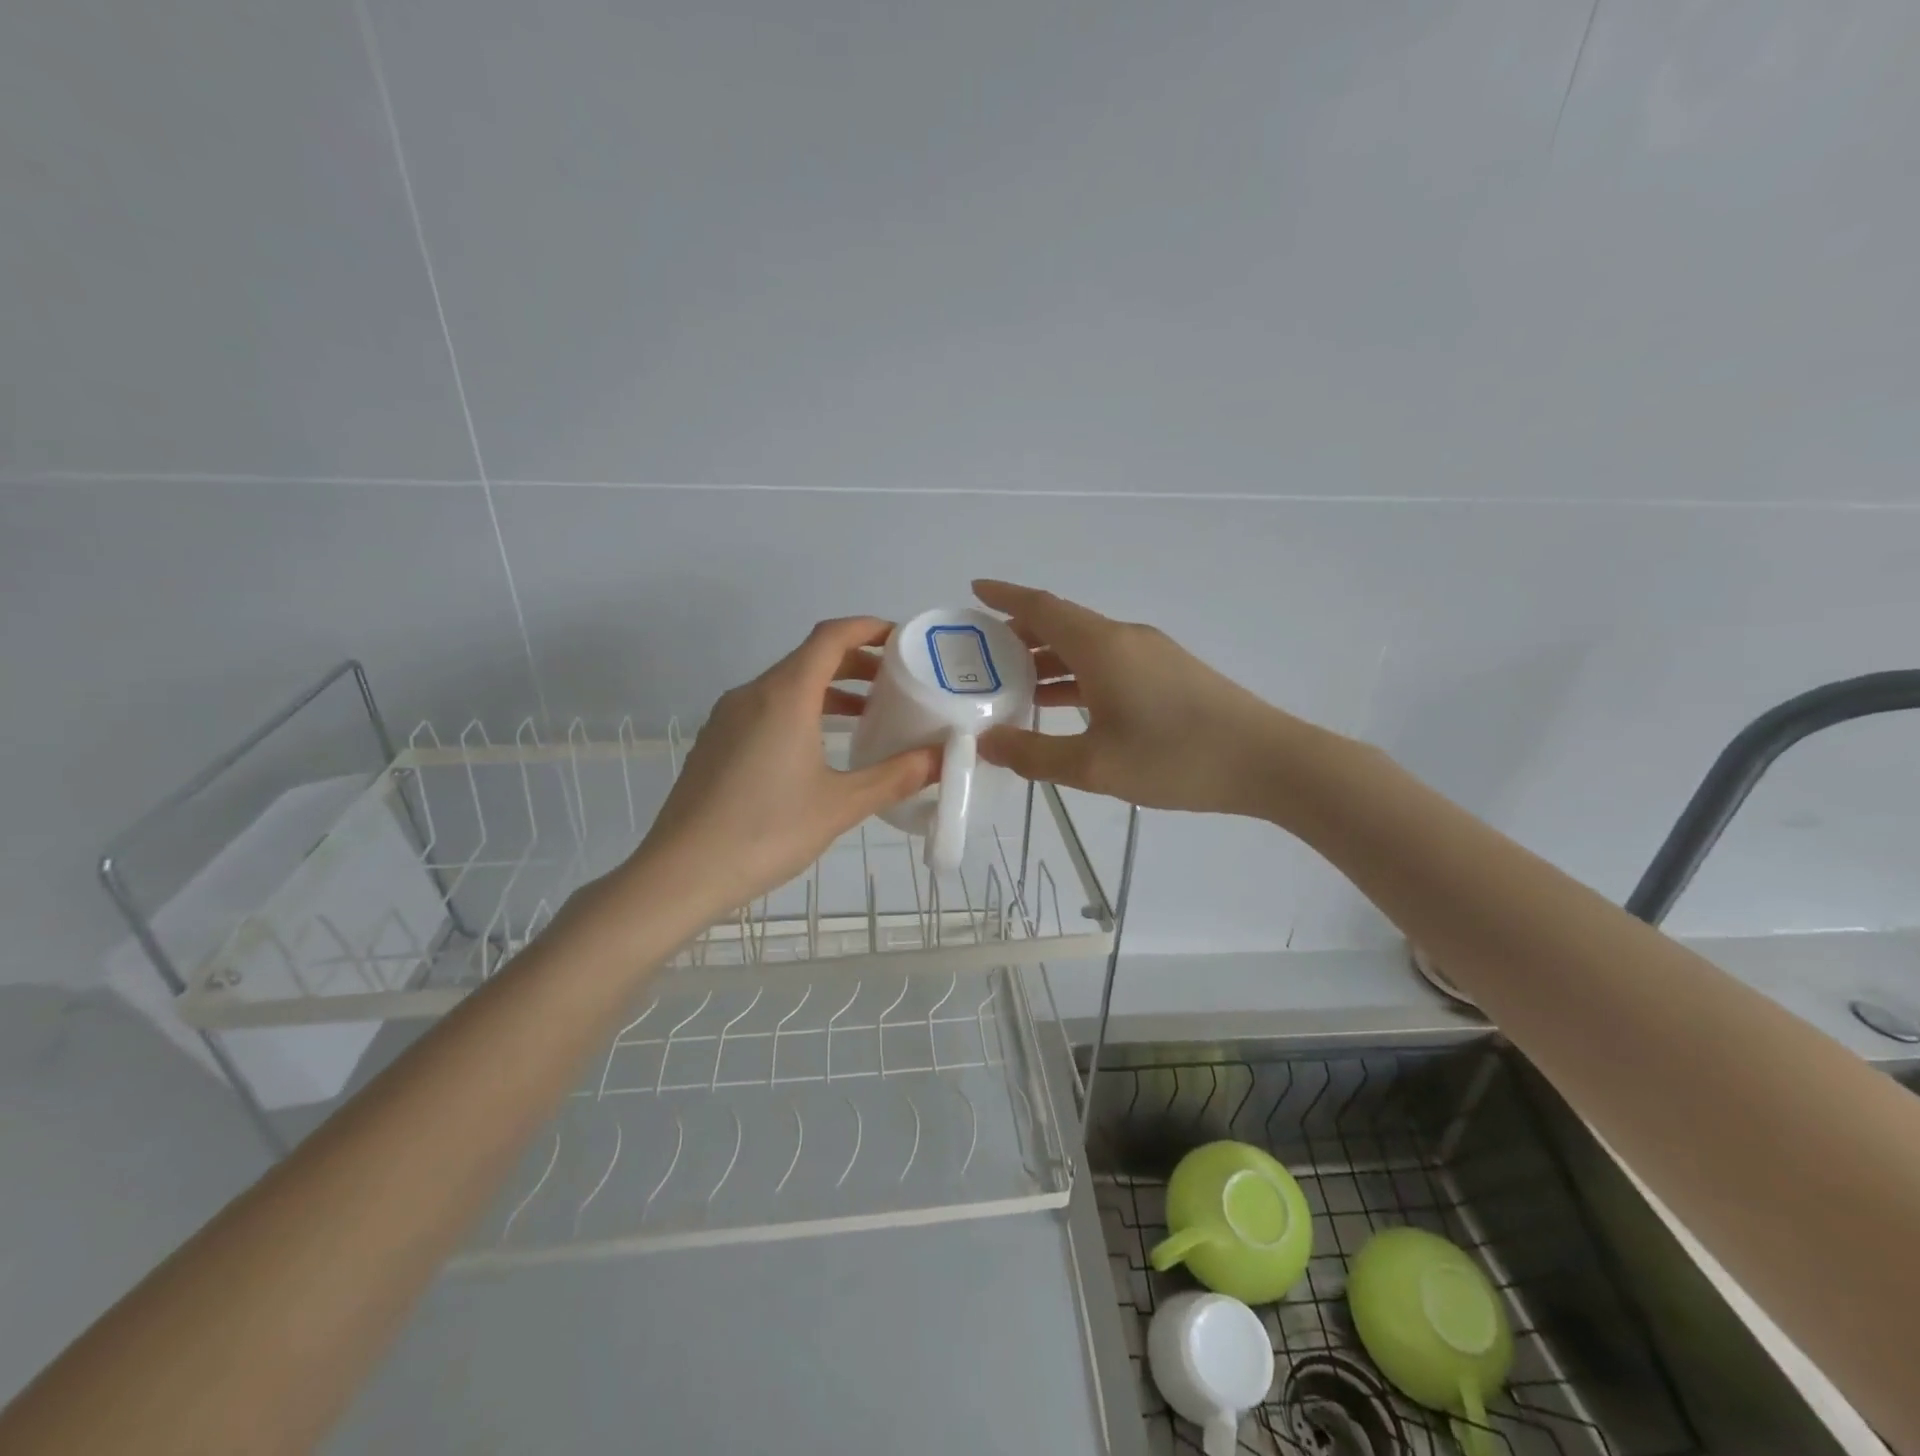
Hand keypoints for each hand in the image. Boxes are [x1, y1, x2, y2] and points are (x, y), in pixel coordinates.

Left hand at [622, 618, 938, 919]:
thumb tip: (942, 758)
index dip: (868, 629)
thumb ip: (895, 777)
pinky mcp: (714, 741)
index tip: (901, 639)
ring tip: (866, 716)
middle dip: (855, 663)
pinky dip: (801, 711)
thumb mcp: (840, 805)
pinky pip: (766, 709)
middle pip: (809, 658)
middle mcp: (753, 693)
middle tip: (895, 683)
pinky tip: (818, 749)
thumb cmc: (766, 832)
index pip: (830, 637)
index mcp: (785, 695)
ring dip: (828, 691)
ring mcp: (727, 717)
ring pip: (786, 685)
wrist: (680, 873)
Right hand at [972, 580, 1305, 815]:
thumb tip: (986, 743)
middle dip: (1019, 635)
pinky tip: (1064, 706)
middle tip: (981, 656)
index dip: (1004, 597)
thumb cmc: (1175, 758)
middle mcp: (1124, 639)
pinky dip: (1076, 677)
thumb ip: (1034, 755)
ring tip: (1011, 685)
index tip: (973, 591)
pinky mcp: (1169, 674)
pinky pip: (1108, 665)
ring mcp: (1151, 655)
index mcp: (1102, 646)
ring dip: (1047, 661)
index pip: (1042, 607)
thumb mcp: (1095, 766)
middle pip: (1061, 625)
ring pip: (1085, 647)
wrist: (1267, 762)